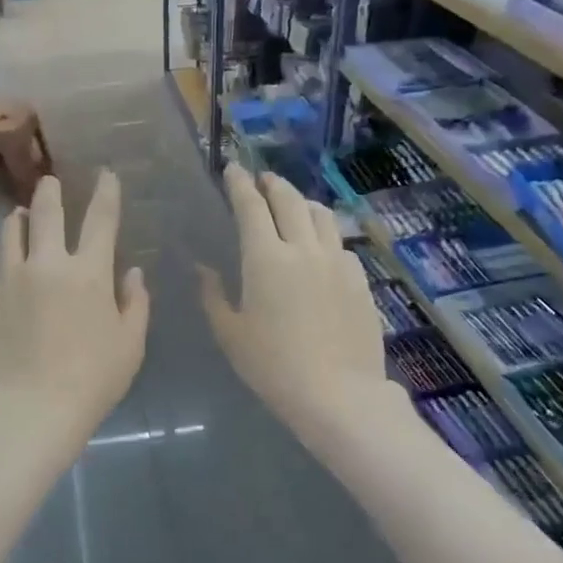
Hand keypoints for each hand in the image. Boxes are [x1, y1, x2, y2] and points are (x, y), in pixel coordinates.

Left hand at [0, 171, 148, 462]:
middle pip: (47, 213)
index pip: (101, 220)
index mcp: (89, 272)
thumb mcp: (130, 345)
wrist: (31, 409)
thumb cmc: (92, 380)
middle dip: (50, 191)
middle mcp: (46, 264)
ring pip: (9, 232)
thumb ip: (135, 304)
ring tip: (19, 216)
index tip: (106, 174)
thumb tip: (132, 272)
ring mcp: (9, 278)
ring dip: (17, 219)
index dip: (106, 192)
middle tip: (49, 181)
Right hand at [201, 165, 403, 444]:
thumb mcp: (231, 334)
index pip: (250, 206)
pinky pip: (340, 243)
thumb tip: (202, 268)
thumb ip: (213, 295)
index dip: (239, 183)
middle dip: (272, 184)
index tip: (232, 168)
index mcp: (265, 258)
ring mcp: (337, 262)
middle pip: (289, 200)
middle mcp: (303, 248)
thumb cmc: (272, 366)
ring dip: (302, 202)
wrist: (337, 393)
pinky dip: (325, 234)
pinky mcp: (359, 279)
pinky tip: (321, 247)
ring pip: (321, 215)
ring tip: (293, 205)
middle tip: (262, 179)